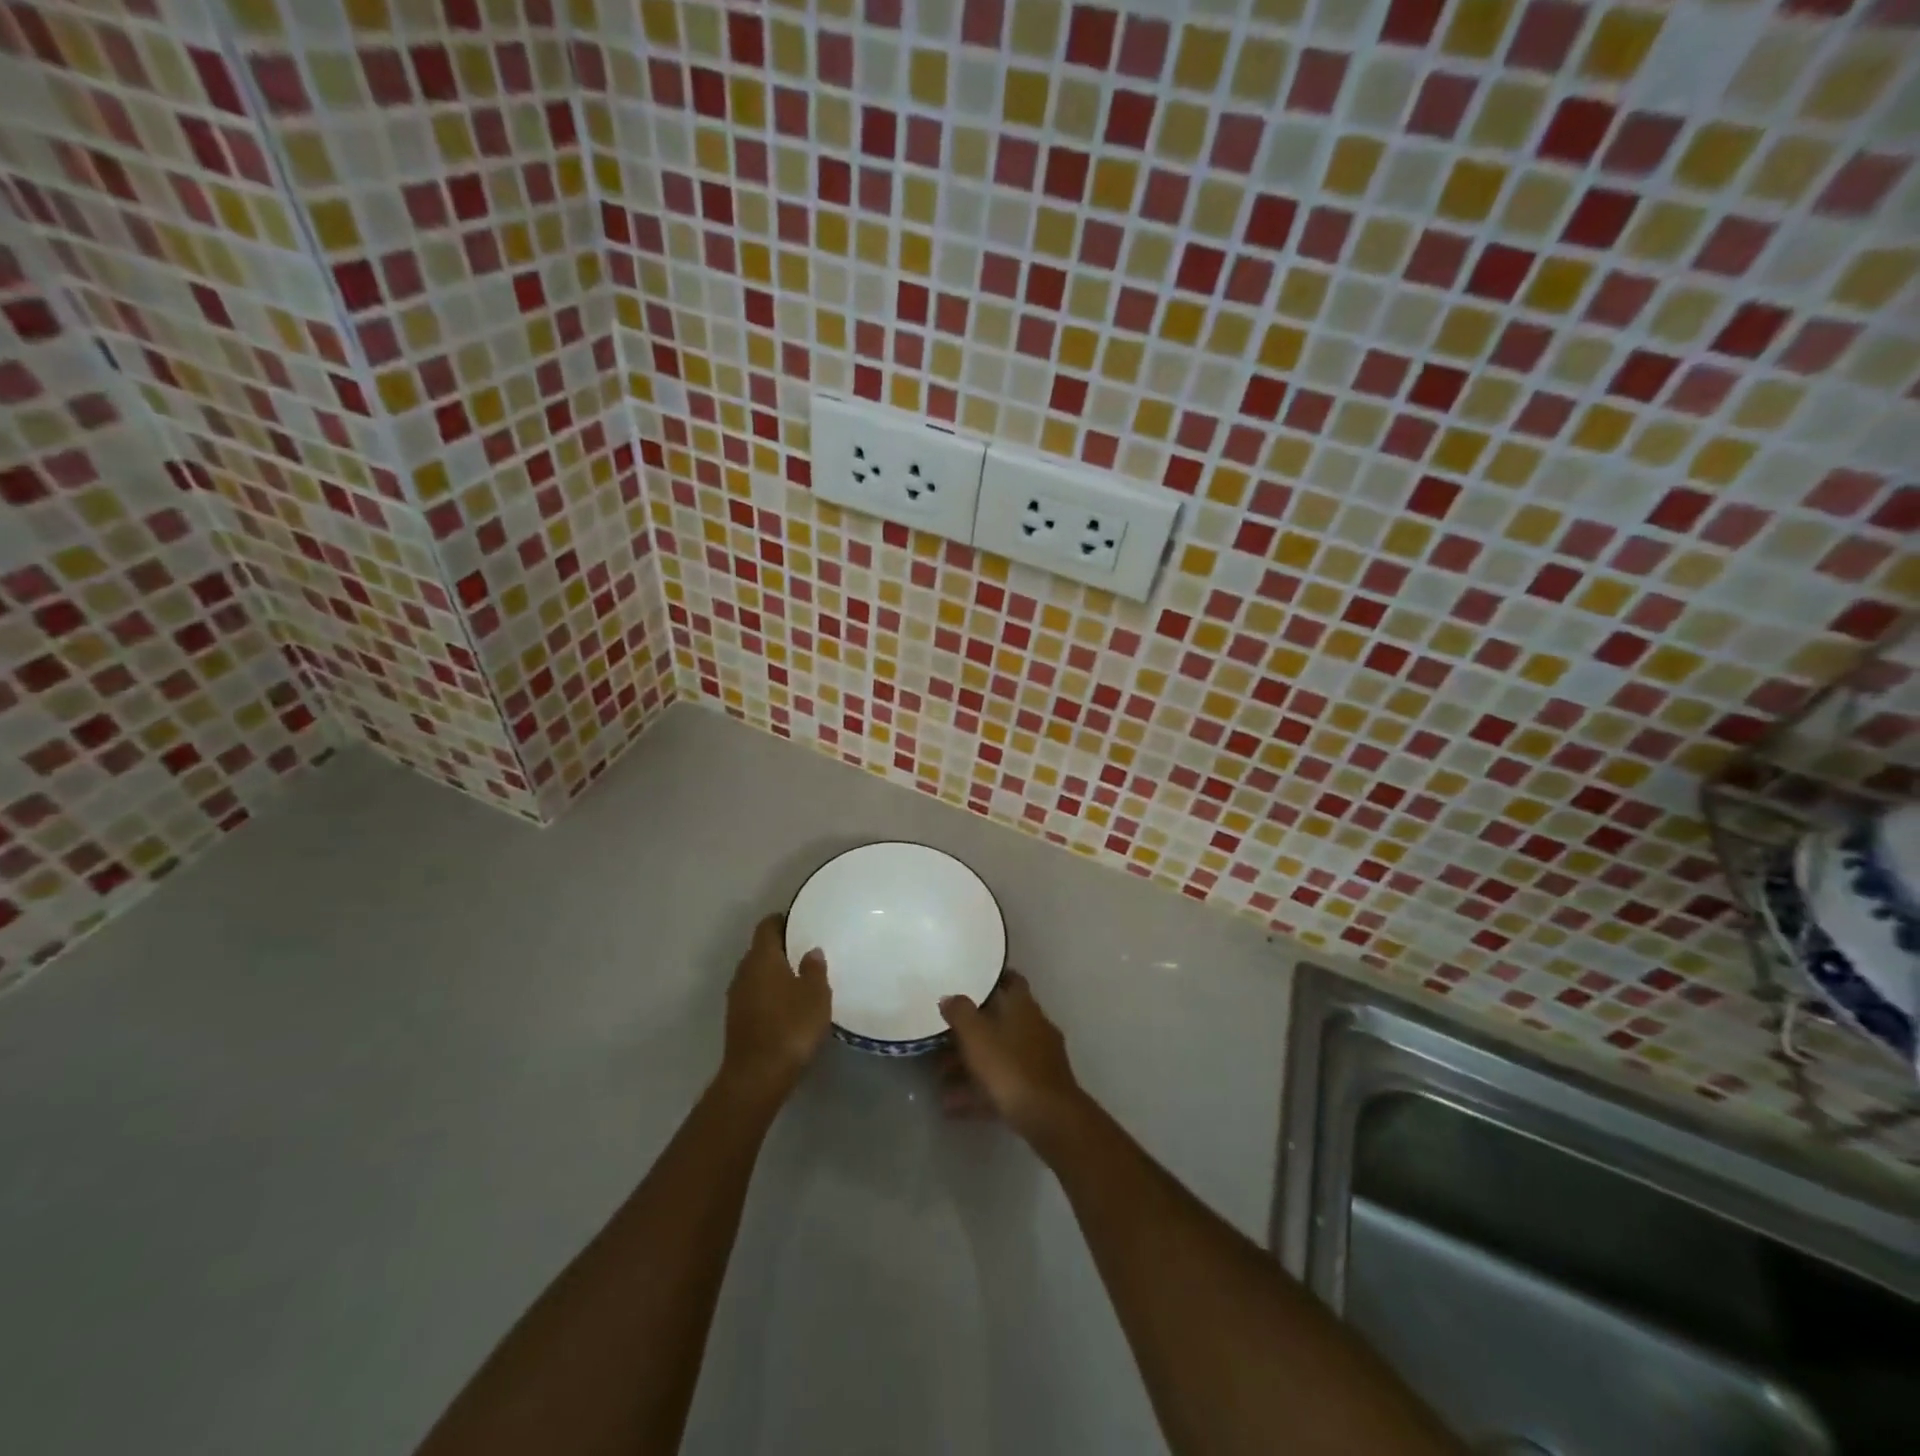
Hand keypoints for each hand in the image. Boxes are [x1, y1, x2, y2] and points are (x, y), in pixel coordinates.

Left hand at [719, 914, 830, 1107]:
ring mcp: (736, 997)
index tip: (799, 921)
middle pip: (759, 950)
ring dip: (773, 973)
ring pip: (755, 974)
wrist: (756, 1076)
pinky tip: (786, 1005)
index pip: (767, 926)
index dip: (782, 921)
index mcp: (762, 958)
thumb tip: (811, 951)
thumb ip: (814, 969)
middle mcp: (744, 971)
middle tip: (805, 950)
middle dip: (780, 948)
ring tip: (798, 979)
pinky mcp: (736, 1020)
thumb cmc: (790, 1027)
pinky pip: (754, 995)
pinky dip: (768, 994)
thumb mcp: (816, 995)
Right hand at [938, 972, 1086, 1145]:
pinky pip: (1002, 1083)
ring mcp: (1038, 1059)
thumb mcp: (976, 1035)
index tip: (968, 983)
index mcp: (1024, 1006)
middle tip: (942, 1040)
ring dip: (970, 1066)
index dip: (991, 979)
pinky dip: (979, 1092)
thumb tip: (949, 997)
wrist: (1049, 1118)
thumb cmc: (1010, 1066)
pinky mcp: (1037, 1089)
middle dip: (970, 1033)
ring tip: (940, 1080)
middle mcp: (1035, 1027)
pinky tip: (952, 1107)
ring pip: (999, 1055)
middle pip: (999, 1022)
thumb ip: (960, 1012)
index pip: (1011, 980)